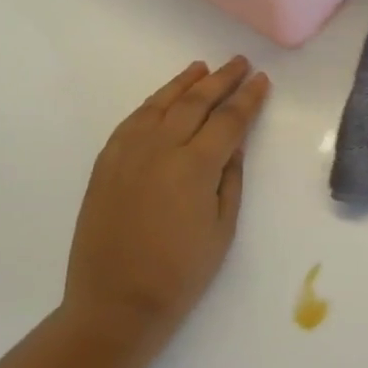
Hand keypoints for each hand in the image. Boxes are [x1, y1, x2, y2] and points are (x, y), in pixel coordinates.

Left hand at [64, 56, 270, 350]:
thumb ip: (230, 178)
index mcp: (195, 167)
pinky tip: (163, 99)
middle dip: (221, 80)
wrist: (115, 303)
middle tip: (240, 63)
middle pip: (195, 102)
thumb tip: (234, 143)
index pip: (229, 120)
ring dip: (184, 83)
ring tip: (202, 68)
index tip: (262, 80)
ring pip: (159, 105)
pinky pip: (131, 122)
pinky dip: (152, 104)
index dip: (248, 98)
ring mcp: (126, 154)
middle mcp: (159, 149)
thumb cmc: (182, 272)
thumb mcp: (223, 227)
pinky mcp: (105, 165)